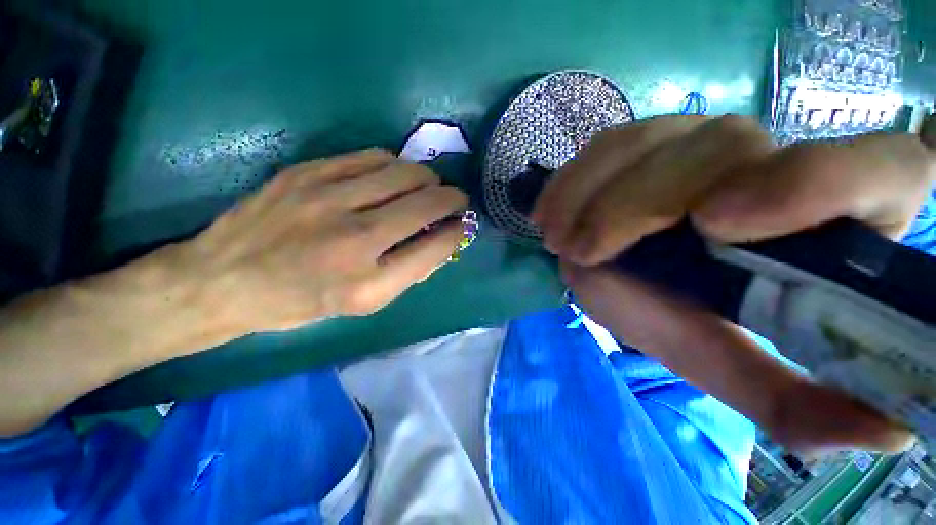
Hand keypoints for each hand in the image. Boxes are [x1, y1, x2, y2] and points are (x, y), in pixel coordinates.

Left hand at [178, 148, 467, 332]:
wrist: (222, 280)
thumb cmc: (299, 302)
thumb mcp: (361, 305)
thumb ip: (406, 274)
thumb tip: (440, 243)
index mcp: (368, 284)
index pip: (435, 247)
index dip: (458, 232)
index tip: (463, 225)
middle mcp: (354, 240)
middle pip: (426, 203)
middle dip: (453, 198)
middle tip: (456, 199)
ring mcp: (328, 200)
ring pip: (404, 172)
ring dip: (428, 178)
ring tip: (429, 186)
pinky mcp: (308, 173)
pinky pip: (372, 157)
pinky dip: (395, 165)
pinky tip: (394, 175)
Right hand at [533, 115, 934, 453]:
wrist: (639, 270)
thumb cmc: (693, 316)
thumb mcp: (735, 362)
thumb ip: (794, 401)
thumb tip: (883, 435)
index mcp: (834, 214)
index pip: (880, 169)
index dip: (814, 183)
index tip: (715, 227)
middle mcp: (771, 157)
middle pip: (722, 147)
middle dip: (638, 204)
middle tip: (583, 251)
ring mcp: (698, 139)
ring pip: (650, 141)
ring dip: (591, 194)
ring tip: (556, 239)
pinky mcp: (646, 141)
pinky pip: (607, 146)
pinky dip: (571, 181)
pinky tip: (548, 212)